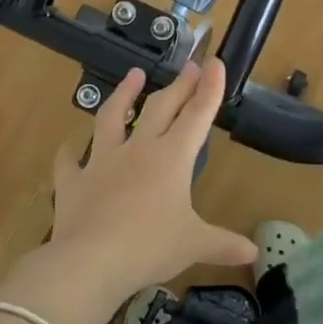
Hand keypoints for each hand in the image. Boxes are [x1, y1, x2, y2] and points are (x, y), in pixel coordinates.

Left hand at [3, 60, 254, 323]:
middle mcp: (138, 150)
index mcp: (171, 158)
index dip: (209, 89)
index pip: (197, 116)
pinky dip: (69, 153)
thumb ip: (223, 245)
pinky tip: (68, 147)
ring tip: (133, 75)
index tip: (215, 62)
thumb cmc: (150, 247)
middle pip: (161, 108)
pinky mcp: (73, 181)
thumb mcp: (194, 246)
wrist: (91, 261)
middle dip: (179, 85)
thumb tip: (253, 252)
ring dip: (124, 95)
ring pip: (112, 118)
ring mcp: (101, 162)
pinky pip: (69, 161)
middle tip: (189, 66)